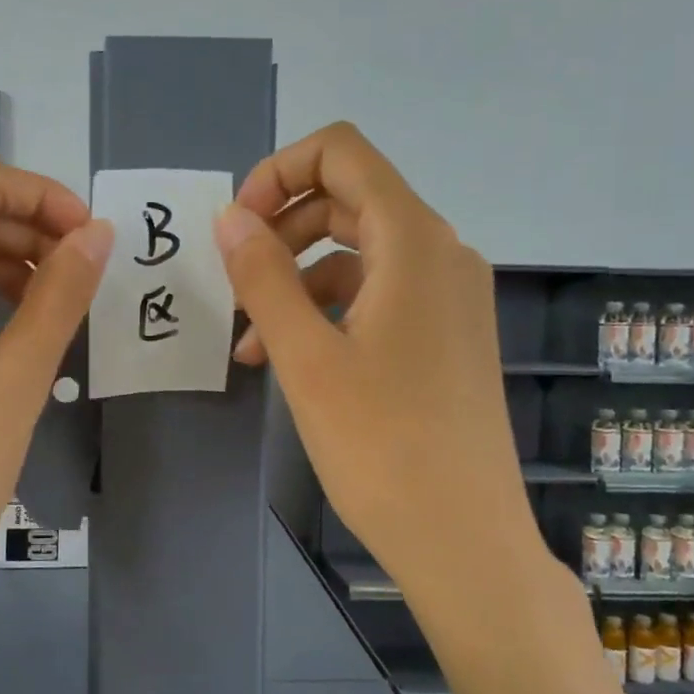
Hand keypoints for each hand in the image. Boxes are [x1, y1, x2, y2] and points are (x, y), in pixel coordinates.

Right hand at [213, 122, 536, 602]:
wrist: (463, 539)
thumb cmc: (381, 445)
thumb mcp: (305, 357)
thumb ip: (263, 277)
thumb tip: (230, 218)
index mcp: (412, 241)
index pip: (342, 154)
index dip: (278, 171)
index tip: (237, 226)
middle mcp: (440, 253)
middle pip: (347, 202)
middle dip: (280, 230)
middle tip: (232, 281)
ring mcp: (447, 297)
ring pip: (356, 255)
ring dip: (295, 280)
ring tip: (248, 341)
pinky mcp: (443, 337)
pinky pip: (376, 297)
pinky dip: (326, 312)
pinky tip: (284, 360)